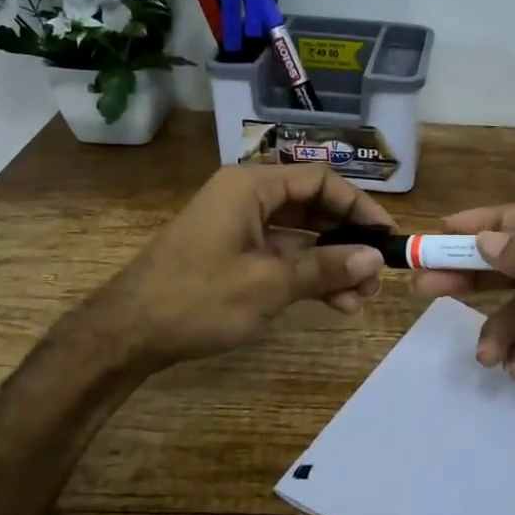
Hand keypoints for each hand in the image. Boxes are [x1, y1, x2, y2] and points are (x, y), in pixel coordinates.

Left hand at [93, 164, 391, 368]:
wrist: (128, 332)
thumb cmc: (199, 298)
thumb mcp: (270, 284)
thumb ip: (326, 267)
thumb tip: (374, 259)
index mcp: (251, 187)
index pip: (320, 181)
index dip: (359, 206)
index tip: (386, 236)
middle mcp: (246, 198)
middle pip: (311, 207)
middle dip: (347, 240)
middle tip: (376, 274)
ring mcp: (237, 227)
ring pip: (298, 236)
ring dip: (330, 264)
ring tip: (359, 300)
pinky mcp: (232, 254)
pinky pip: (279, 255)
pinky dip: (305, 275)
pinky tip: (333, 303)